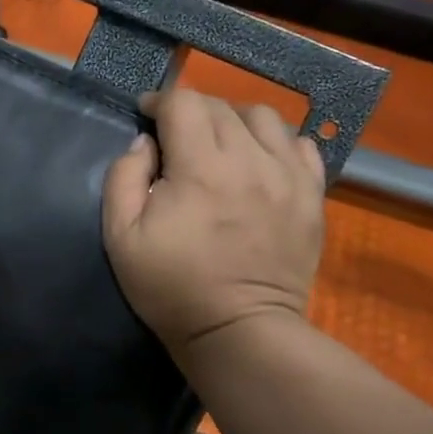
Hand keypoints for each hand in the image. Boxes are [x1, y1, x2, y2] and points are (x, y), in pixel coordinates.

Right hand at [102, 89, 326, 355]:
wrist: (239, 332)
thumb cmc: (171, 287)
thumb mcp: (120, 237)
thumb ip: (123, 178)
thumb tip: (144, 143)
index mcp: (200, 168)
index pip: (183, 103)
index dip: (159, 101)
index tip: (146, 116)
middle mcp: (250, 160)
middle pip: (221, 106)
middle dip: (191, 111)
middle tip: (175, 135)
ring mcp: (289, 176)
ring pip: (264, 117)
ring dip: (234, 120)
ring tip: (219, 143)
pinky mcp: (312, 196)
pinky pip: (301, 145)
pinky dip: (276, 142)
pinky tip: (259, 161)